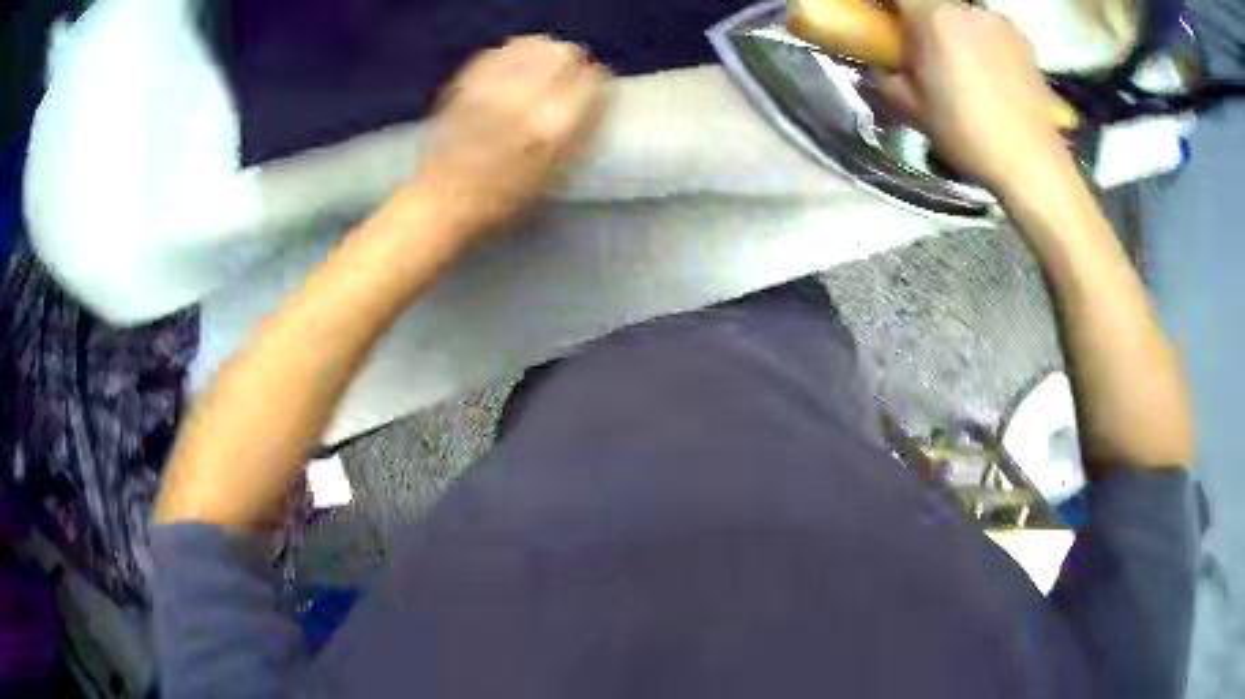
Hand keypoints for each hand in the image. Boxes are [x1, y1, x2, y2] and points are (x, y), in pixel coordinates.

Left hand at [415, 36, 607, 239]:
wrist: (442, 201)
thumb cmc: (503, 199)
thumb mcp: (555, 174)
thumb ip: (578, 132)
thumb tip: (592, 99)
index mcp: (553, 125)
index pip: (591, 79)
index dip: (596, 82)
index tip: (594, 90)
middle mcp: (525, 96)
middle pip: (562, 52)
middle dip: (571, 60)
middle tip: (570, 75)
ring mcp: (494, 84)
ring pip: (532, 45)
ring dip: (543, 52)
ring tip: (543, 68)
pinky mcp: (467, 81)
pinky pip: (500, 52)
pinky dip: (513, 54)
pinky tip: (514, 68)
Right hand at [878, 0, 1073, 196]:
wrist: (1033, 163)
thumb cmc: (969, 136)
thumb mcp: (914, 110)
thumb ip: (888, 76)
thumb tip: (882, 65)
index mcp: (933, 17)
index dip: (887, 4)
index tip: (883, 18)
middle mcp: (966, 8)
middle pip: (931, 1)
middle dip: (921, 17)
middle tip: (923, 47)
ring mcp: (998, 20)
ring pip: (962, 13)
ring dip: (953, 27)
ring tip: (961, 62)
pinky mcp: (1022, 37)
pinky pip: (989, 26)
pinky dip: (981, 38)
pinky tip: (990, 68)